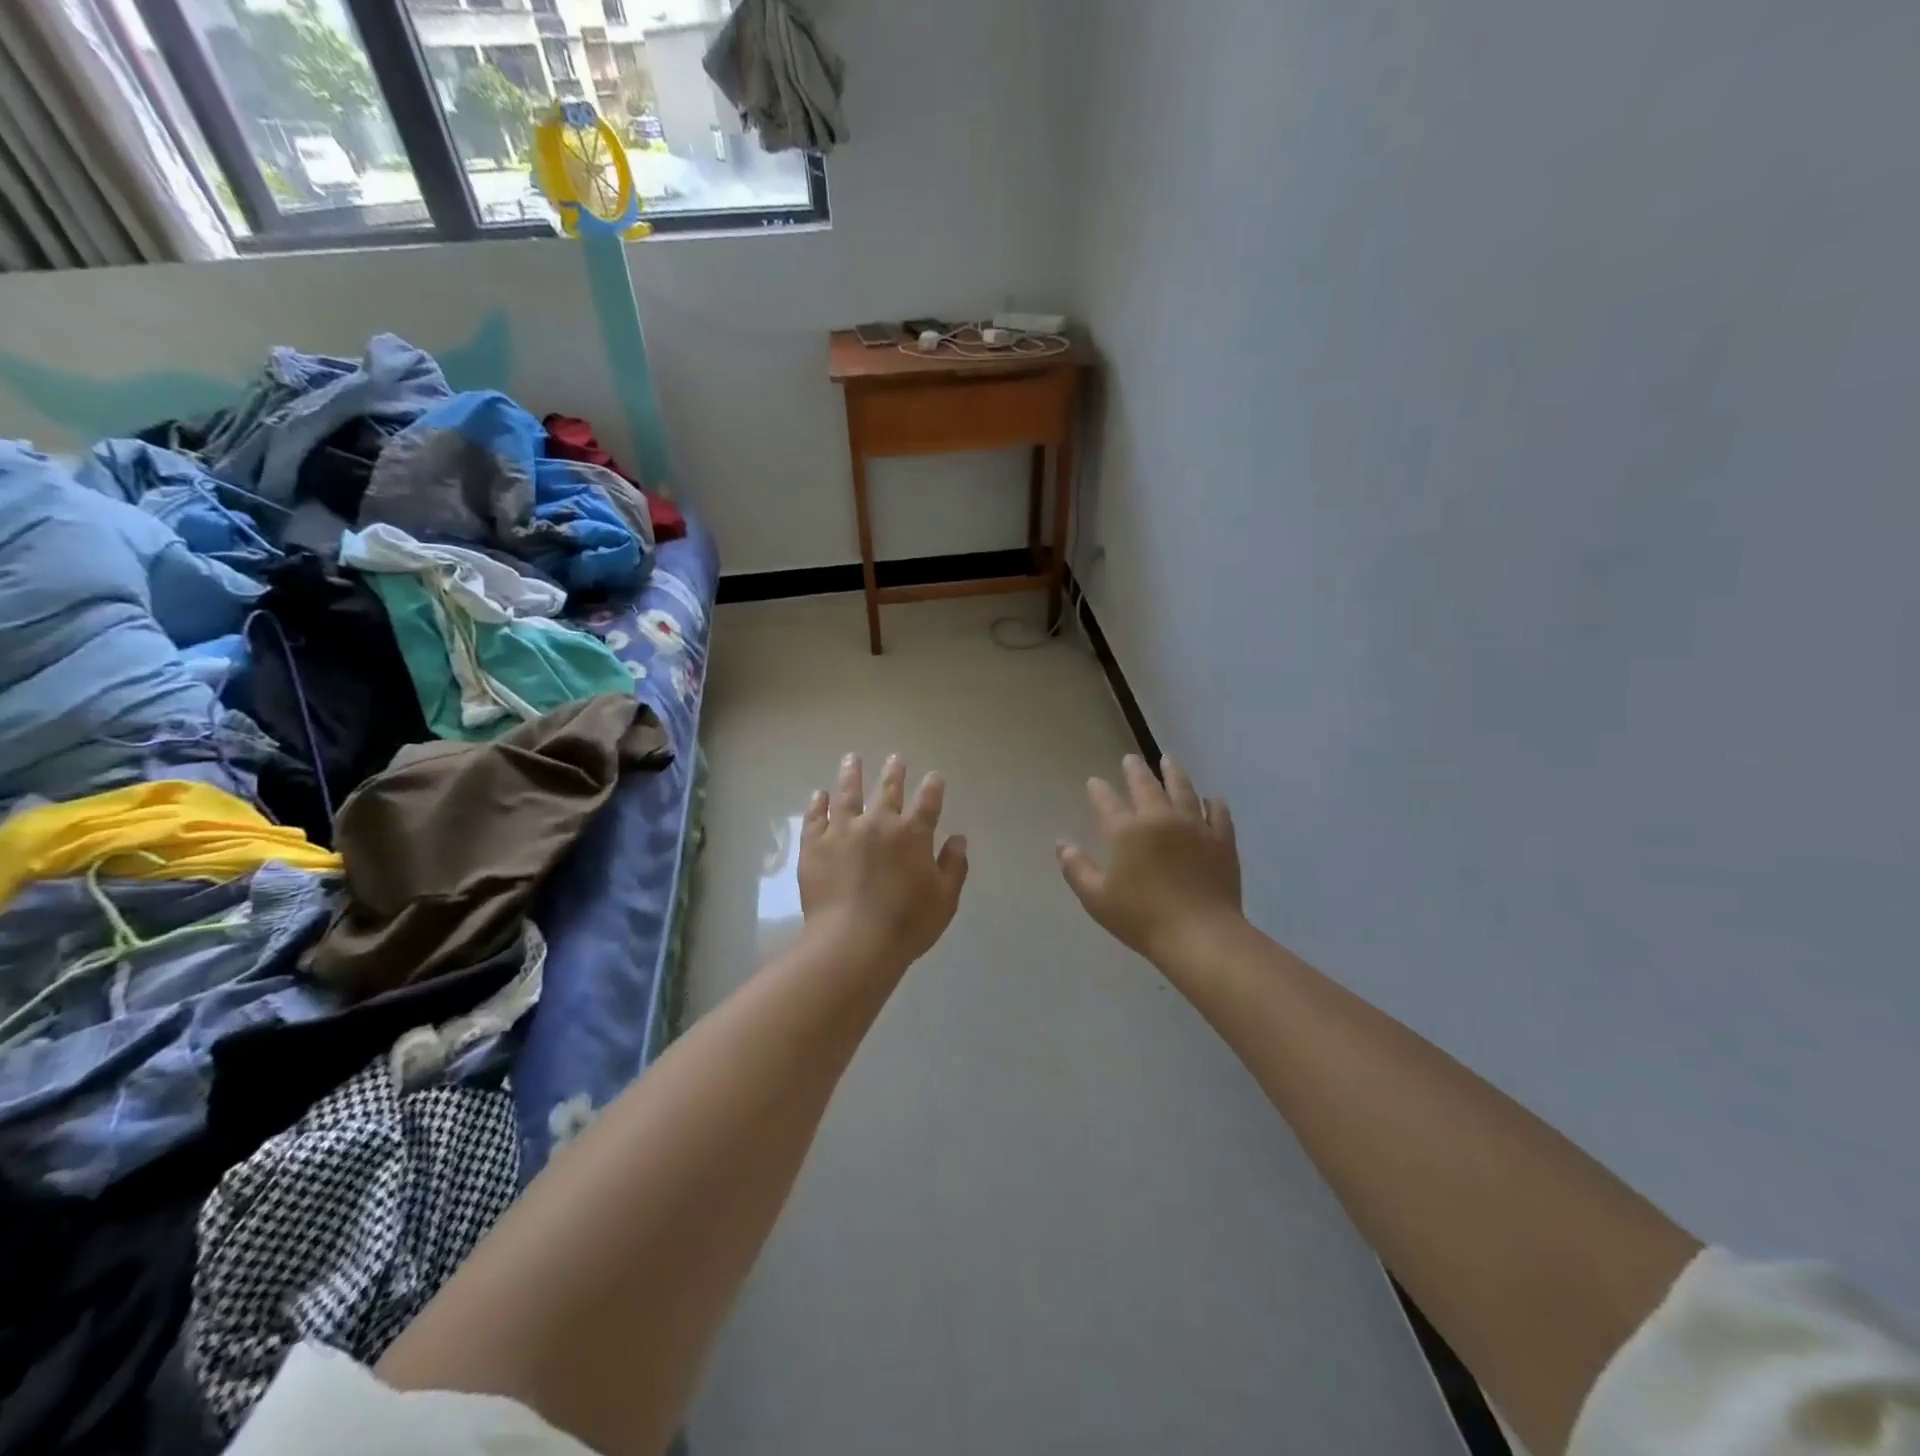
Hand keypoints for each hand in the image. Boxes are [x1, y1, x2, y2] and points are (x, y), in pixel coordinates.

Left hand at [798, 753, 969, 972]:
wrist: (853, 941)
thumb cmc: (906, 924)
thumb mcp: (944, 899)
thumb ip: (953, 866)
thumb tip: (958, 839)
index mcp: (913, 835)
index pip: (928, 802)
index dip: (933, 787)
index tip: (934, 776)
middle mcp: (879, 823)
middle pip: (888, 790)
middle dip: (894, 772)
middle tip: (895, 758)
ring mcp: (843, 831)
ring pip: (848, 793)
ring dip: (851, 774)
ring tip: (852, 758)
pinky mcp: (815, 845)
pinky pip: (816, 817)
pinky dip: (819, 803)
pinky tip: (820, 794)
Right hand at [1058, 754, 1243, 964]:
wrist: (1200, 934)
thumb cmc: (1141, 918)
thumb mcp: (1096, 898)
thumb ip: (1077, 868)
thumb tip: (1062, 844)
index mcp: (1126, 832)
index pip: (1107, 802)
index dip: (1098, 790)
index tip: (1094, 781)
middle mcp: (1160, 819)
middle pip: (1146, 786)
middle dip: (1135, 770)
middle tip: (1131, 758)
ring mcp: (1194, 827)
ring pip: (1183, 790)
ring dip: (1174, 773)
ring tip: (1168, 761)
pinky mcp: (1221, 841)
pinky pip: (1218, 814)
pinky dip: (1214, 803)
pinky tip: (1212, 798)